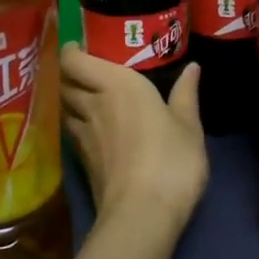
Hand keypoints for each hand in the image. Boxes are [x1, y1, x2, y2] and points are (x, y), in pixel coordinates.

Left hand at [59, 46, 208, 235]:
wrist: (141, 214)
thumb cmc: (170, 159)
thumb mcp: (189, 125)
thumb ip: (186, 94)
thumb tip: (192, 67)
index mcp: (116, 84)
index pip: (75, 60)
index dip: (72, 50)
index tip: (82, 44)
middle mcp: (93, 104)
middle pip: (66, 82)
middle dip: (71, 73)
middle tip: (89, 68)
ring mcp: (83, 135)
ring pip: (65, 108)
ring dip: (71, 98)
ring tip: (88, 96)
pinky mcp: (82, 162)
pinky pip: (72, 132)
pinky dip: (77, 123)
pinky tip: (94, 128)